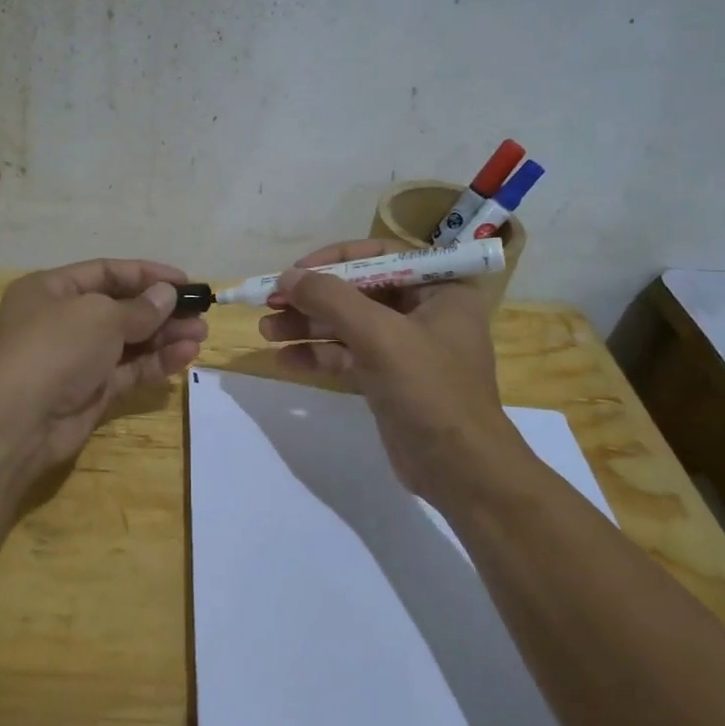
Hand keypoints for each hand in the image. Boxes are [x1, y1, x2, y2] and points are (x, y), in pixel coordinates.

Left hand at [0, 258, 207, 473]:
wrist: (20, 420)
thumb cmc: (56, 348)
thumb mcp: (100, 316)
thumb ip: (139, 308)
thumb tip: (167, 296)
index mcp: (51, 289)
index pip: (106, 272)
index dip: (146, 274)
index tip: (185, 281)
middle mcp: (62, 320)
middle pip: (120, 308)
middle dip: (161, 310)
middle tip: (200, 313)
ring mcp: (76, 358)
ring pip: (128, 341)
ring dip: (164, 336)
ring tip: (201, 334)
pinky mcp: (91, 391)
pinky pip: (128, 370)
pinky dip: (156, 362)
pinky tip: (186, 355)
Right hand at [259, 240, 541, 507]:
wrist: (459, 469)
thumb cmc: (429, 389)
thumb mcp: (380, 335)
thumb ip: (331, 300)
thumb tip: (288, 276)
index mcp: (441, 289)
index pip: (380, 257)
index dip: (333, 260)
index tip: (295, 271)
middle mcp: (424, 311)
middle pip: (358, 292)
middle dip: (313, 298)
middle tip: (270, 302)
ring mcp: (405, 347)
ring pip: (348, 326)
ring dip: (307, 327)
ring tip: (266, 332)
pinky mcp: (388, 378)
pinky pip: (348, 356)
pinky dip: (318, 356)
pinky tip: (284, 360)